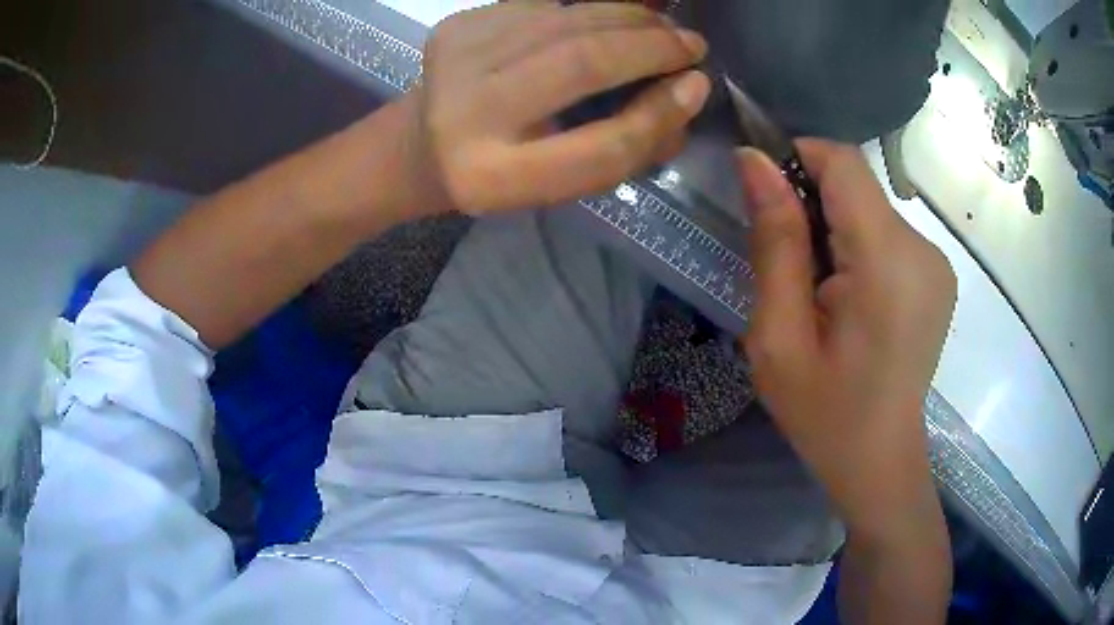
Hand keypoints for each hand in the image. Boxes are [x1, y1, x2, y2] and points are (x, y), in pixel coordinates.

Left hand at [401, 1, 711, 215]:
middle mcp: (467, 113)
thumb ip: (621, 149)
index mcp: (493, 177)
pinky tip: (621, 11)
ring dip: (629, 16)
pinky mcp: (459, 24)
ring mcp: (458, 58)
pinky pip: (546, 3)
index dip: (659, 114)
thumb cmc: (495, 172)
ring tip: (663, 26)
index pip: (600, 147)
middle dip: (651, 47)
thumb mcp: (554, 184)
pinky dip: (593, 5)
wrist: (416, 145)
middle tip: (690, 44)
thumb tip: (686, 95)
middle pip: (582, 63)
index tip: (697, 86)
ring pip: (567, 20)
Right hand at [738, 141, 956, 535]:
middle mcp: (924, 250)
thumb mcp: (779, 337)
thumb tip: (754, 161)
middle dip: (813, 207)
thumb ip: (775, 242)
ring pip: (870, 208)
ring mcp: (937, 263)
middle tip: (791, 271)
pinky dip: (859, 248)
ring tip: (821, 295)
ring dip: (835, 232)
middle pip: (856, 185)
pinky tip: (850, 301)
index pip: (843, 162)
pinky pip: (887, 233)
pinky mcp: (938, 275)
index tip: (766, 199)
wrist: (880, 462)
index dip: (797, 159)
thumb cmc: (825, 415)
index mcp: (888, 263)